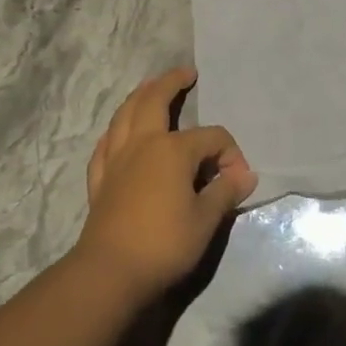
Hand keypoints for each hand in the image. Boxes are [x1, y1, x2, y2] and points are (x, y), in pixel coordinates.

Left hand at [79, 68, 257, 295]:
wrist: (110, 272)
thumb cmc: (164, 243)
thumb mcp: (206, 219)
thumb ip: (225, 192)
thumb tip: (245, 176)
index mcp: (172, 149)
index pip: (211, 138)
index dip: (230, 154)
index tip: (238, 181)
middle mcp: (142, 144)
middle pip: (154, 101)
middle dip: (171, 83)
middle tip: (185, 73)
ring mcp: (116, 160)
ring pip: (124, 115)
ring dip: (139, 96)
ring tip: (149, 87)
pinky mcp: (100, 180)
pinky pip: (106, 144)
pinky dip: (115, 132)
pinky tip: (118, 134)